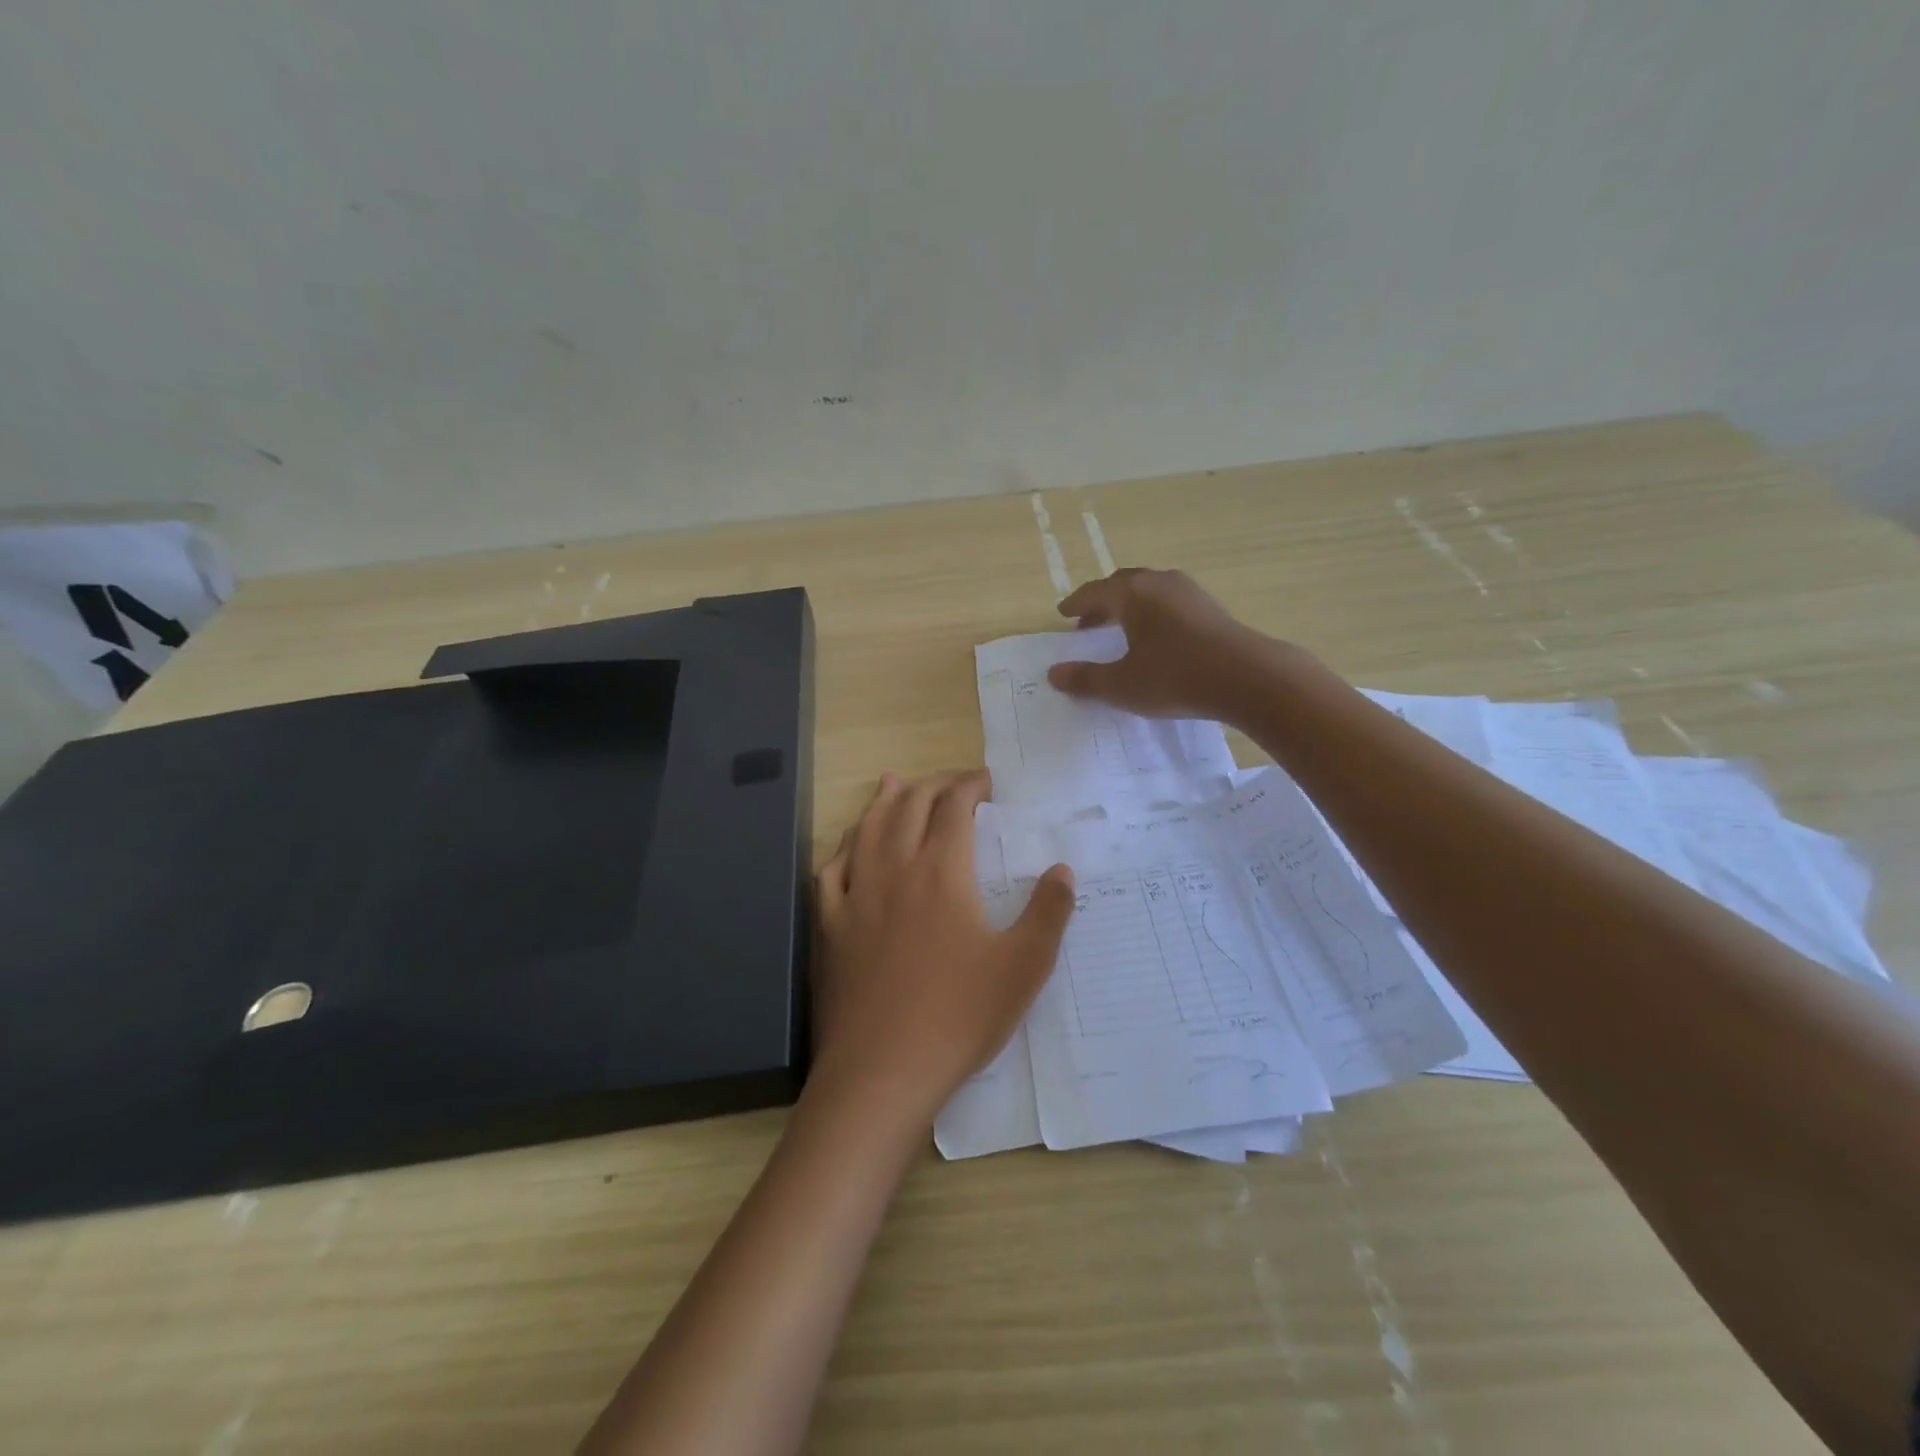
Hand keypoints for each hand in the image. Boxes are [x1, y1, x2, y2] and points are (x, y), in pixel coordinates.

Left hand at [810, 769, 1074, 1125]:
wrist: (881, 1071)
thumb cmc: (958, 1017)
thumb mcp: (1023, 967)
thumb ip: (1048, 913)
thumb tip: (1063, 870)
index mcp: (942, 872)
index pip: (954, 807)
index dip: (970, 785)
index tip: (985, 782)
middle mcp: (894, 869)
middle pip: (909, 806)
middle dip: (933, 785)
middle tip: (952, 783)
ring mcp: (855, 895)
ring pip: (867, 828)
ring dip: (885, 800)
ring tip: (895, 783)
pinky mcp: (828, 925)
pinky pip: (831, 870)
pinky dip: (845, 846)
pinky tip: (850, 848)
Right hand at [1047, 567, 1275, 722]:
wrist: (1247, 678)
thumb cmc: (1175, 677)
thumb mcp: (1122, 685)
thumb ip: (1086, 679)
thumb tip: (1054, 673)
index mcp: (1132, 593)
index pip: (1093, 592)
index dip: (1076, 604)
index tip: (1063, 614)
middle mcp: (1158, 582)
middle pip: (1121, 585)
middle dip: (1101, 603)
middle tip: (1088, 623)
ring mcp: (1188, 591)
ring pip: (1148, 591)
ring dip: (1129, 607)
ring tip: (1120, 630)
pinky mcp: (1210, 607)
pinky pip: (1169, 602)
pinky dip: (1152, 613)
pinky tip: (1156, 637)